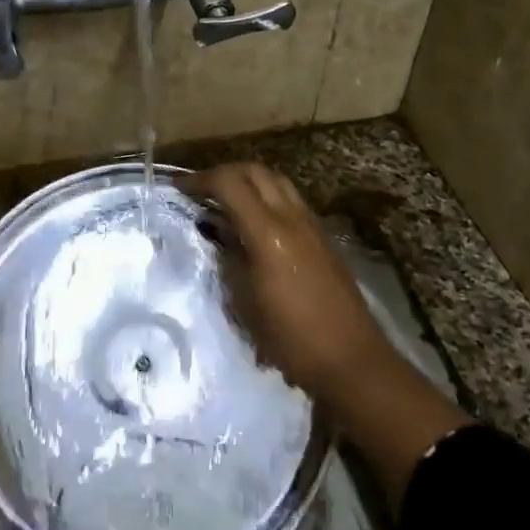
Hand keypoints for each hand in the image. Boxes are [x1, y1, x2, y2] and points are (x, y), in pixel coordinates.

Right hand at [178, 163, 391, 401]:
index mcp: (268, 232)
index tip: (179, 188)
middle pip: (255, 171)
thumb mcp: (244, 301)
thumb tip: (215, 229)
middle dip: (224, 173)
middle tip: (201, 190)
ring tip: (226, 201)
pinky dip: (267, 197)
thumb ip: (228, 256)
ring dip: (248, 182)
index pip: (229, 183)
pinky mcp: (322, 236)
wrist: (350, 358)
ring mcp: (311, 224)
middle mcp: (291, 217)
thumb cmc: (289, 338)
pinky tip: (254, 222)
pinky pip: (290, 200)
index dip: (200, 180)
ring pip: (276, 181)